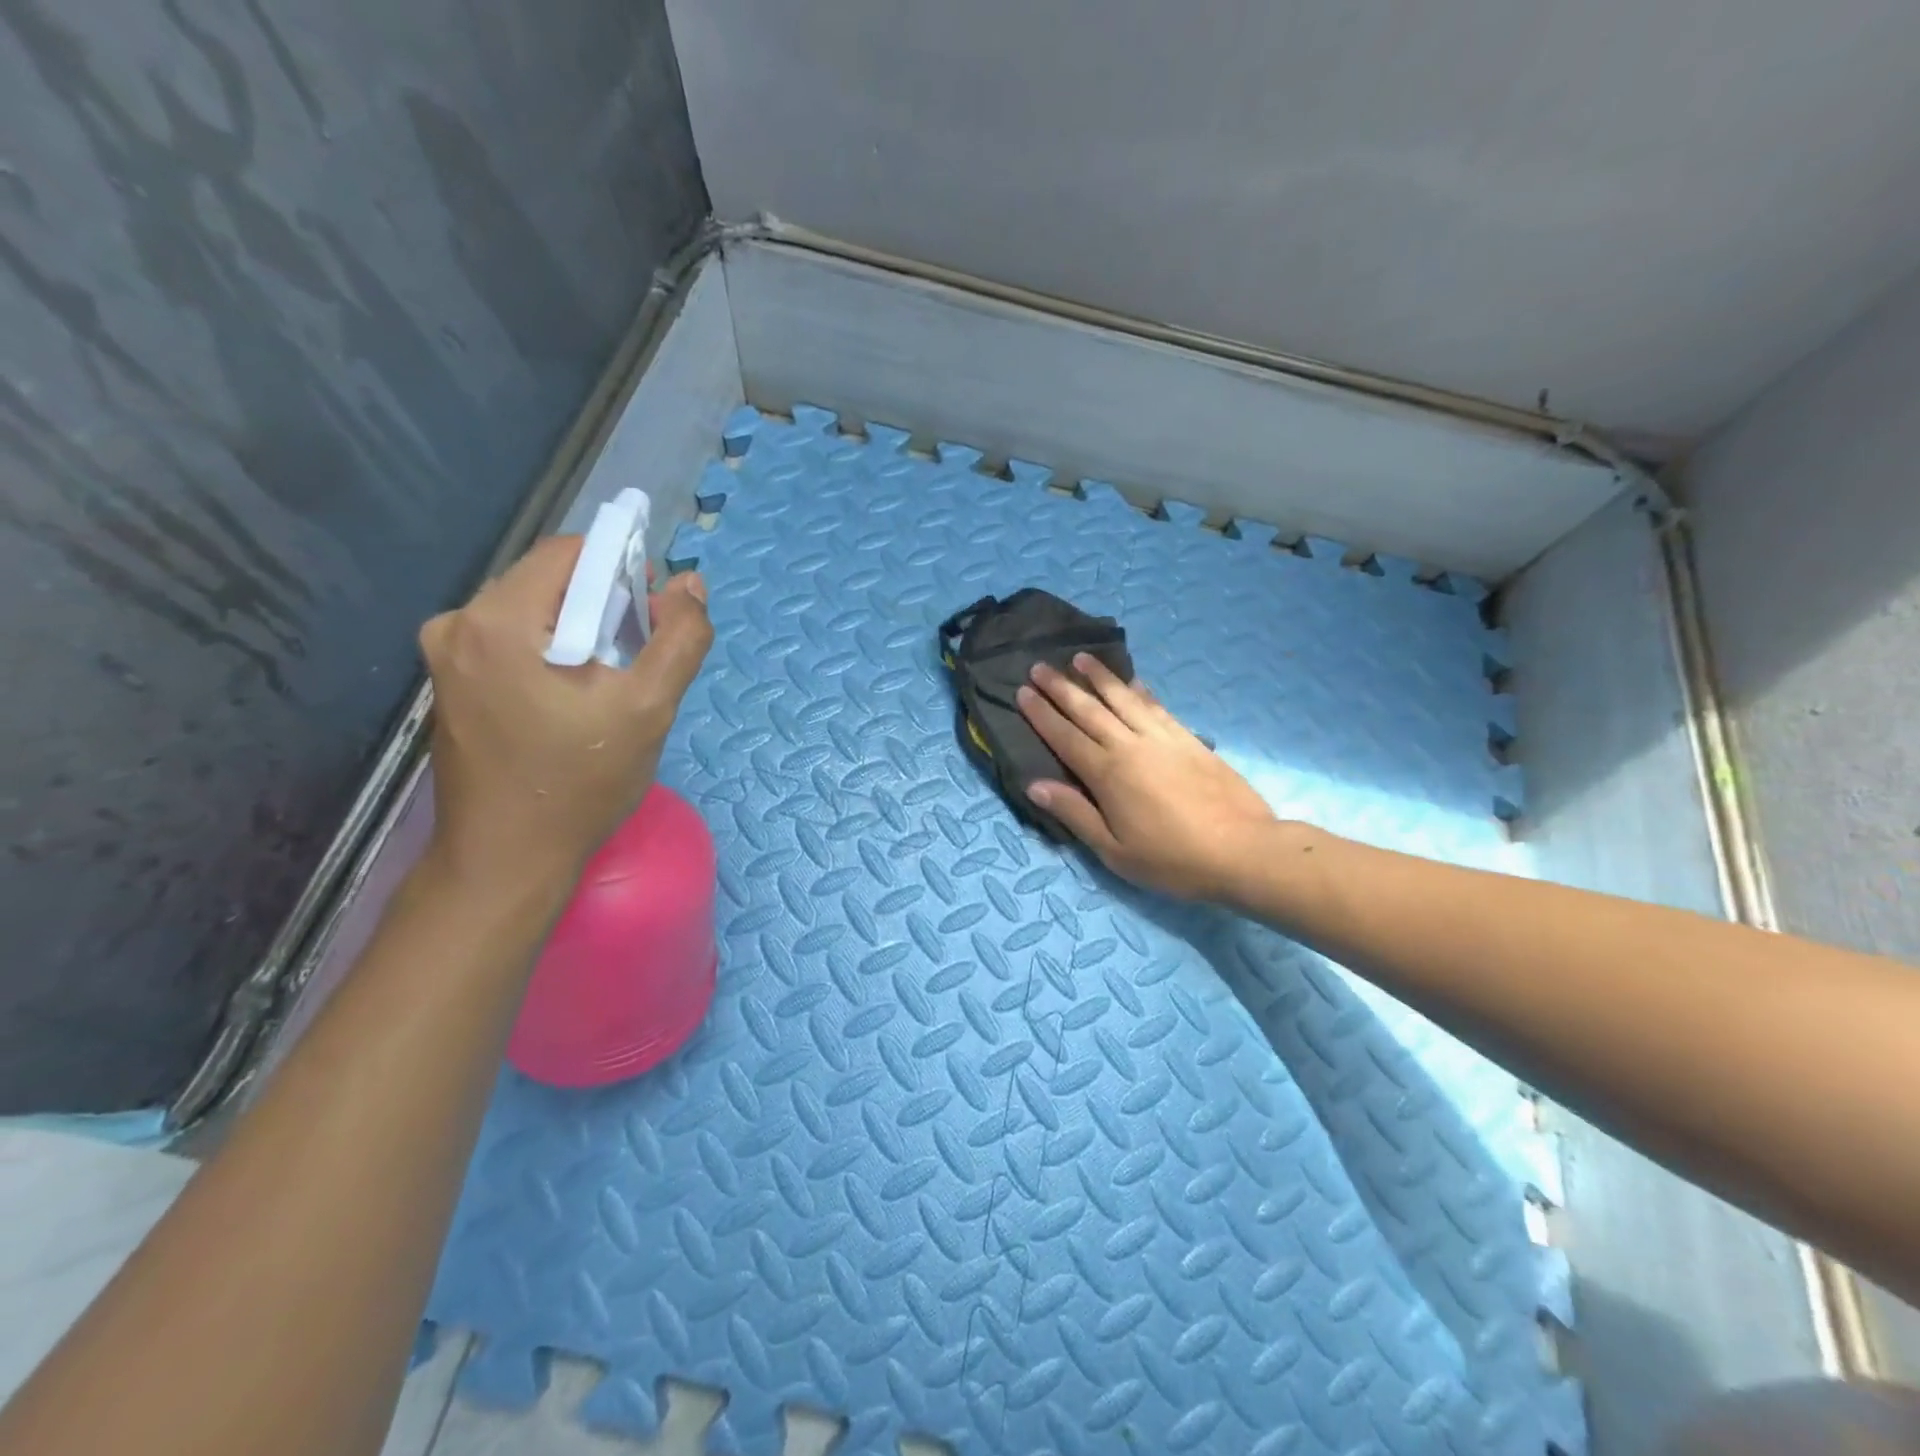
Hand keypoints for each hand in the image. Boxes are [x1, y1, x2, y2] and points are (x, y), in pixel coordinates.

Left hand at [419, 536, 712, 890]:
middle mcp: (457, 624)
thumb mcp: (648, 708)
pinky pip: (515, 639)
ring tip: (612, 684)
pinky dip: (554, 651)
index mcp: (497, 621)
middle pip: (550, 580)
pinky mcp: (451, 681)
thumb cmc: (580, 784)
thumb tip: (690, 585)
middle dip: (605, 605)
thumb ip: (679, 639)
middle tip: (638, 658)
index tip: (654, 617)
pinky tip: (576, 697)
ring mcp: (446, 654)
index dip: (624, 570)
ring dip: (582, 630)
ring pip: (535, 610)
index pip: (571, 552)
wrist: (508, 860)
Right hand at [1017, 655, 1276, 902]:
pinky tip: (1132, 681)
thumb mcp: (1114, 851)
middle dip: (1061, 687)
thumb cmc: (1171, 859)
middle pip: (1089, 710)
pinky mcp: (1188, 739)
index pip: (1065, 736)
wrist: (1242, 849)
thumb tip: (1034, 785)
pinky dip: (1139, 690)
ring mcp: (1162, 738)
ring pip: (1123, 698)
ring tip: (1080, 657)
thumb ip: (1074, 813)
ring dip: (1099, 677)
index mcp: (1106, 774)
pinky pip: (1156, 705)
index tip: (1023, 691)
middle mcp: (1130, 746)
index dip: (1041, 714)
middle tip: (1040, 666)